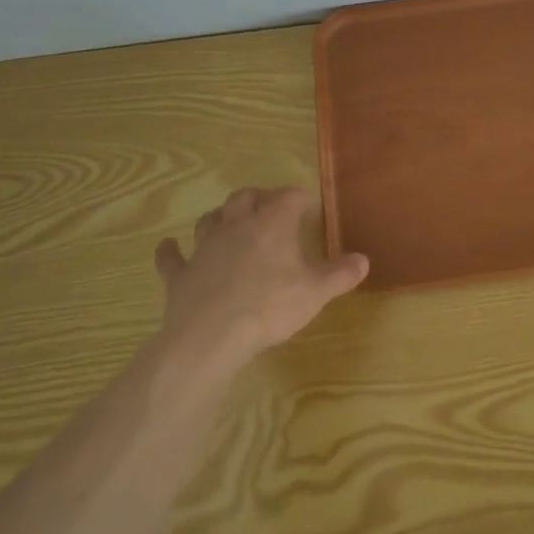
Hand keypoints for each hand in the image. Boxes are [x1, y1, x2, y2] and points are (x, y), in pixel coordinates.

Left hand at [153, 186, 367, 373]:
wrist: (212, 335)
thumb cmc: (270, 306)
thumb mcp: (316, 292)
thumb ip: (340, 274)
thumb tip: (364, 260)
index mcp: (272, 224)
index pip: (288, 197)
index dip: (298, 198)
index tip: (306, 207)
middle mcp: (237, 226)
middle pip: (244, 197)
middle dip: (257, 197)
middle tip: (267, 207)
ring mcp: (204, 248)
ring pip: (209, 220)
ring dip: (219, 218)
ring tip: (227, 222)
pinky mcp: (180, 274)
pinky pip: (171, 257)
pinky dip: (170, 251)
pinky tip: (169, 247)